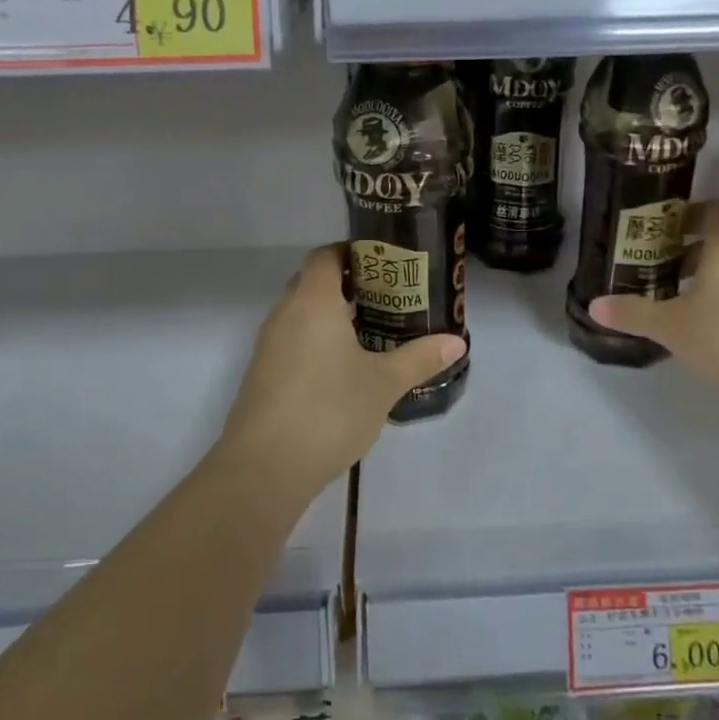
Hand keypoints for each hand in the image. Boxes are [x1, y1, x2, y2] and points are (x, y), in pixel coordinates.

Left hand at [215, 244, 466, 494]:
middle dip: (347, 284)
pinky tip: (343, 369)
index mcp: (313, 302)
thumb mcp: (384, 384)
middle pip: (312, 282)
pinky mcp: (262, 376)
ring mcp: (268, 347)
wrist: (265, 467)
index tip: (384, 263)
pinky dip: (316, 342)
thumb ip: (419, 358)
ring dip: (330, 316)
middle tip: (387, 297)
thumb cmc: (329, 410)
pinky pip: (292, 342)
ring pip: (300, 315)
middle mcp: (284, 315)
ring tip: (372, 331)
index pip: (325, 256)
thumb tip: (456, 342)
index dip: (352, 252)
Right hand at [591, 202, 718, 400]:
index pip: (711, 210)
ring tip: (683, 298)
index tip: (660, 230)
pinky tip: (715, 325)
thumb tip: (594, 306)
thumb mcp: (670, 326)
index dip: (686, 215)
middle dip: (692, 251)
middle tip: (660, 267)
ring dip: (714, 277)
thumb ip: (632, 313)